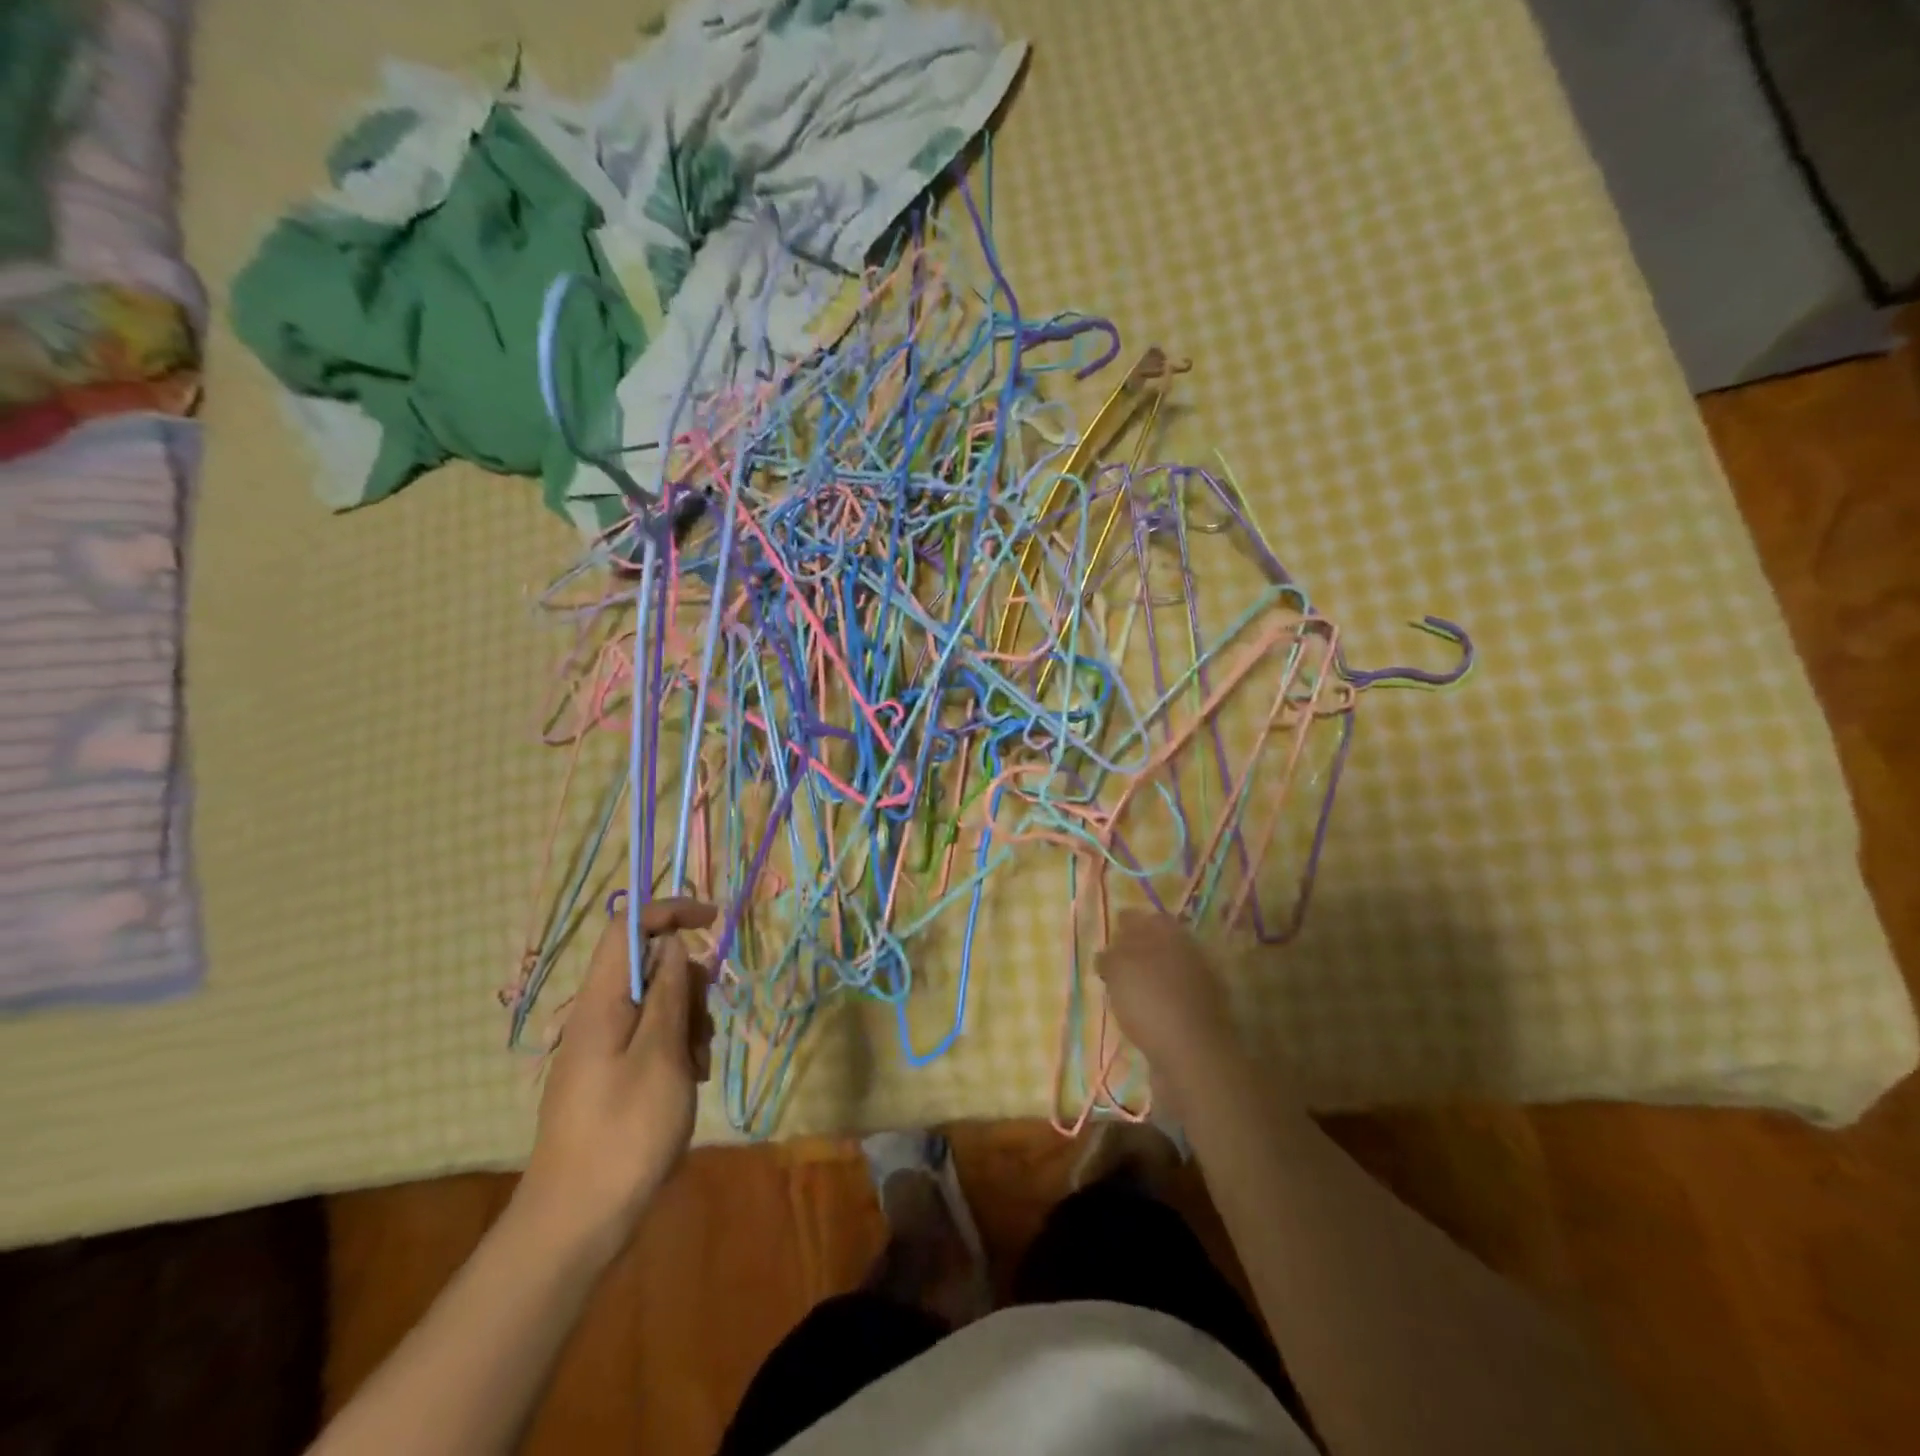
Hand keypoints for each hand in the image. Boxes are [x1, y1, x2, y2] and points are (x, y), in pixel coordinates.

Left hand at [519, 898, 716, 1262]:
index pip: (628, 927)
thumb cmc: (624, 1133)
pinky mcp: (611, 1074)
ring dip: (687, 1022)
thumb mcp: (660, 1056)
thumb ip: (667, 994)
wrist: (576, 1222)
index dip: (669, 911)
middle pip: (649, 966)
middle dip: (688, 985)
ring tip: (697, 1068)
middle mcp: (597, 1016)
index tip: (713, 920)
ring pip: (656, 1004)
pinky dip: (677, 1049)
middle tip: (703, 1029)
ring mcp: (602, 1047)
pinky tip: (688, 1082)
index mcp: (601, 1003)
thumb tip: (672, 943)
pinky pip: (650, 1038)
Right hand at [1094, 909, 1237, 1107]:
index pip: (1148, 918)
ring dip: (1147, 977)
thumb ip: (1111, 955)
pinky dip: (1156, 1001)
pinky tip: (1141, 1012)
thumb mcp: (1119, 970)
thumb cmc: (1151, 1002)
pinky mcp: (1200, 1016)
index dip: (1127, 922)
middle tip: (1112, 960)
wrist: (1194, 1056)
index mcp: (1172, 935)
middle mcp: (1190, 954)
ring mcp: (1199, 986)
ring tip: (1122, 989)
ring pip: (1166, 972)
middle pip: (1159, 944)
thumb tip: (1108, 952)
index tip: (1109, 932)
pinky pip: (1172, 999)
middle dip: (1137, 950)